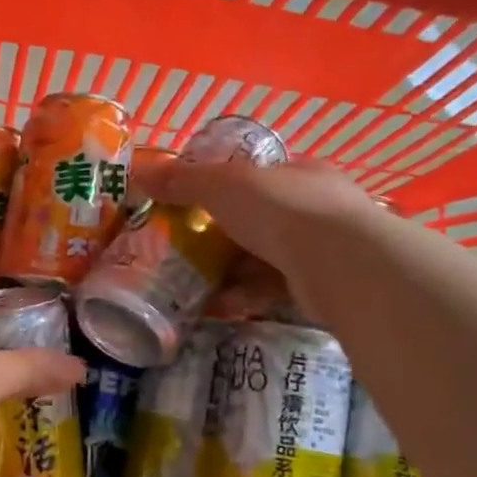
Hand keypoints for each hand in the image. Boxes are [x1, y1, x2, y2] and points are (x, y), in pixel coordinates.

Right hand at [137, 158, 380, 315]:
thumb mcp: (223, 185)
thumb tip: (137, 171)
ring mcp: (324, 249)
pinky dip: (244, 296)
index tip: (192, 205)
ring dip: (230, 270)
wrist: (340, 264)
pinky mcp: (322, 288)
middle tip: (186, 249)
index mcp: (299, 173)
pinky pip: (274, 289)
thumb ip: (182, 180)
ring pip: (266, 257)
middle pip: (260, 219)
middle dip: (223, 235)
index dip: (223, 187)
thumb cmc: (282, 210)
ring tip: (192, 283)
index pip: (258, 175)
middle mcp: (317, 207)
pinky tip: (217, 306)